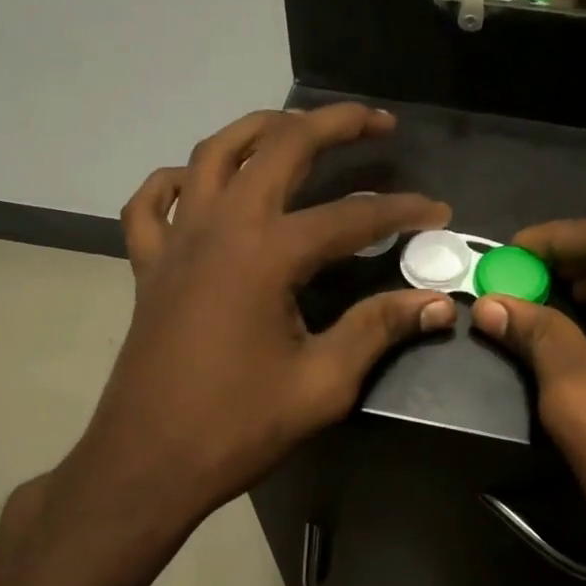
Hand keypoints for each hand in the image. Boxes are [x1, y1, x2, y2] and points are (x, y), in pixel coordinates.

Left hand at [73, 105, 455, 530]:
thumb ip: (379, 329)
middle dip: (334, 124)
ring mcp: (176, 239)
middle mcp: (220, 226)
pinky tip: (198, 183)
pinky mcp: (148, 262)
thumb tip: (437, 303)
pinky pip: (152, 201)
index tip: (440, 213)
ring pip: (214, 153)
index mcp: (267, 254)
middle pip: (280, 147)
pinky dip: (177, 180)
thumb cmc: (236, 427)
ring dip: (260, 129)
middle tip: (376, 123)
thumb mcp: (322, 384)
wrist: (146, 463)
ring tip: (297, 128)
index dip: (402, 211)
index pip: (352, 216)